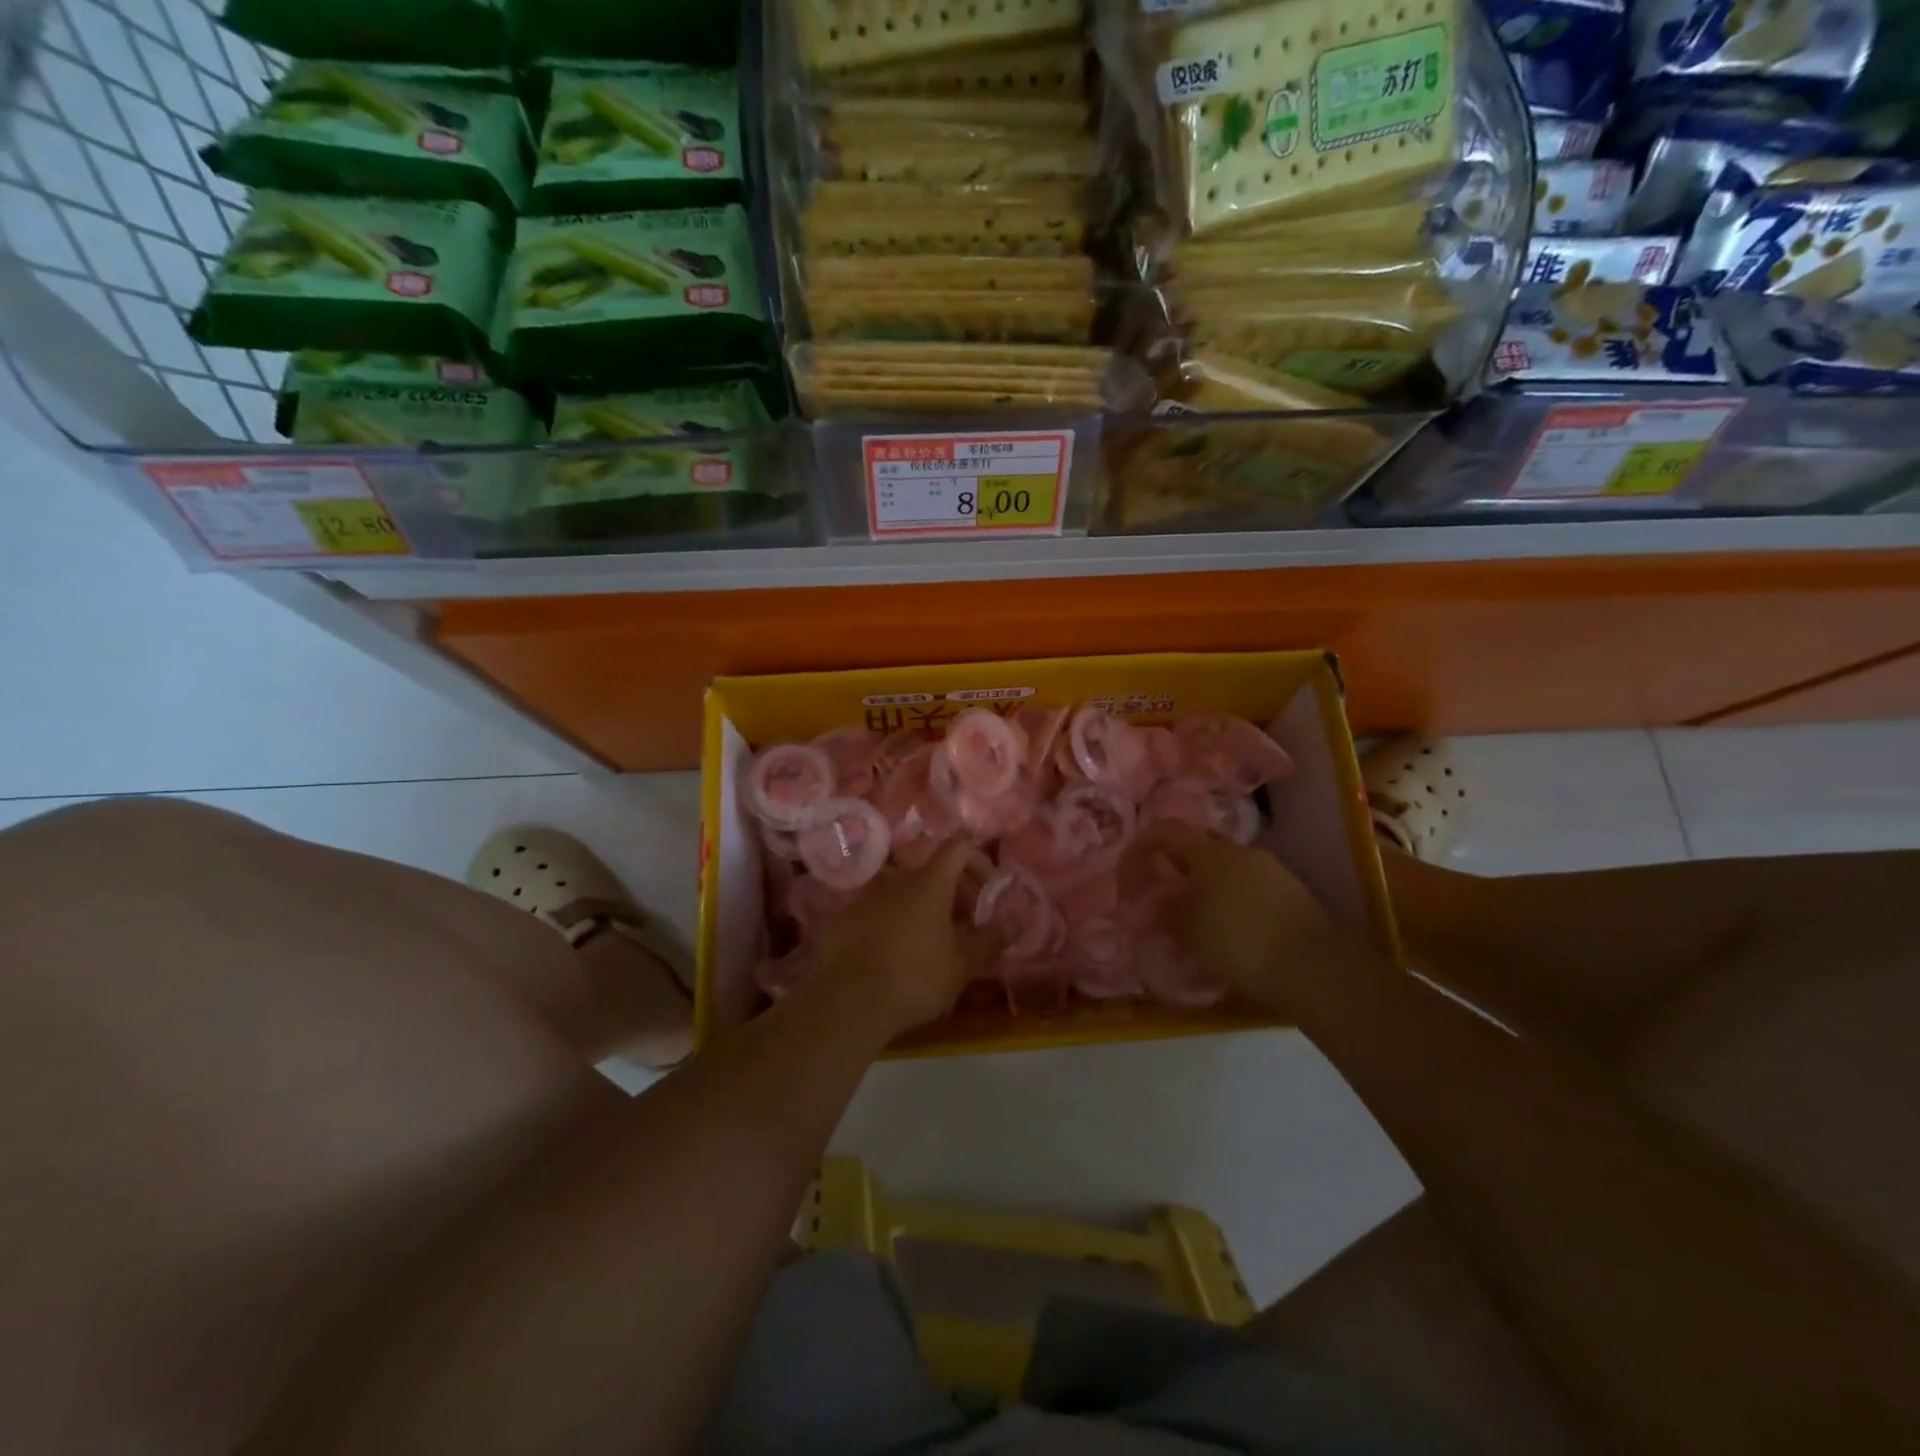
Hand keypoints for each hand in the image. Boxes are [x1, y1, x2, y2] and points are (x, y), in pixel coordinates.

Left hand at [810, 841, 998, 1037]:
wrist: (848, 1001)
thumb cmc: (916, 977)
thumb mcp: (963, 964)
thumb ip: (991, 939)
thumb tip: (1016, 920)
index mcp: (929, 882)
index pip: (958, 847)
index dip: (978, 860)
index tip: (988, 889)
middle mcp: (896, 879)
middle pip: (931, 872)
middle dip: (953, 892)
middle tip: (965, 926)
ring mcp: (865, 897)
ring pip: (902, 892)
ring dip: (921, 908)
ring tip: (930, 943)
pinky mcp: (843, 919)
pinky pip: (877, 911)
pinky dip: (892, 923)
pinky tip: (894, 956)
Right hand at [1129, 823, 1333, 1004]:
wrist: (1312, 965)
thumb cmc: (1238, 943)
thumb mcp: (1190, 933)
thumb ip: (1168, 913)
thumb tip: (1159, 903)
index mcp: (1209, 853)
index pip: (1168, 830)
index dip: (1145, 843)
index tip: (1132, 865)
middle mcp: (1240, 850)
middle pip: (1201, 845)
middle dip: (1180, 863)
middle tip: (1167, 890)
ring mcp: (1271, 867)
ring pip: (1229, 865)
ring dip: (1210, 882)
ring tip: (1201, 913)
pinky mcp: (1292, 889)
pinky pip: (1252, 883)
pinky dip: (1235, 896)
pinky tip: (1234, 924)